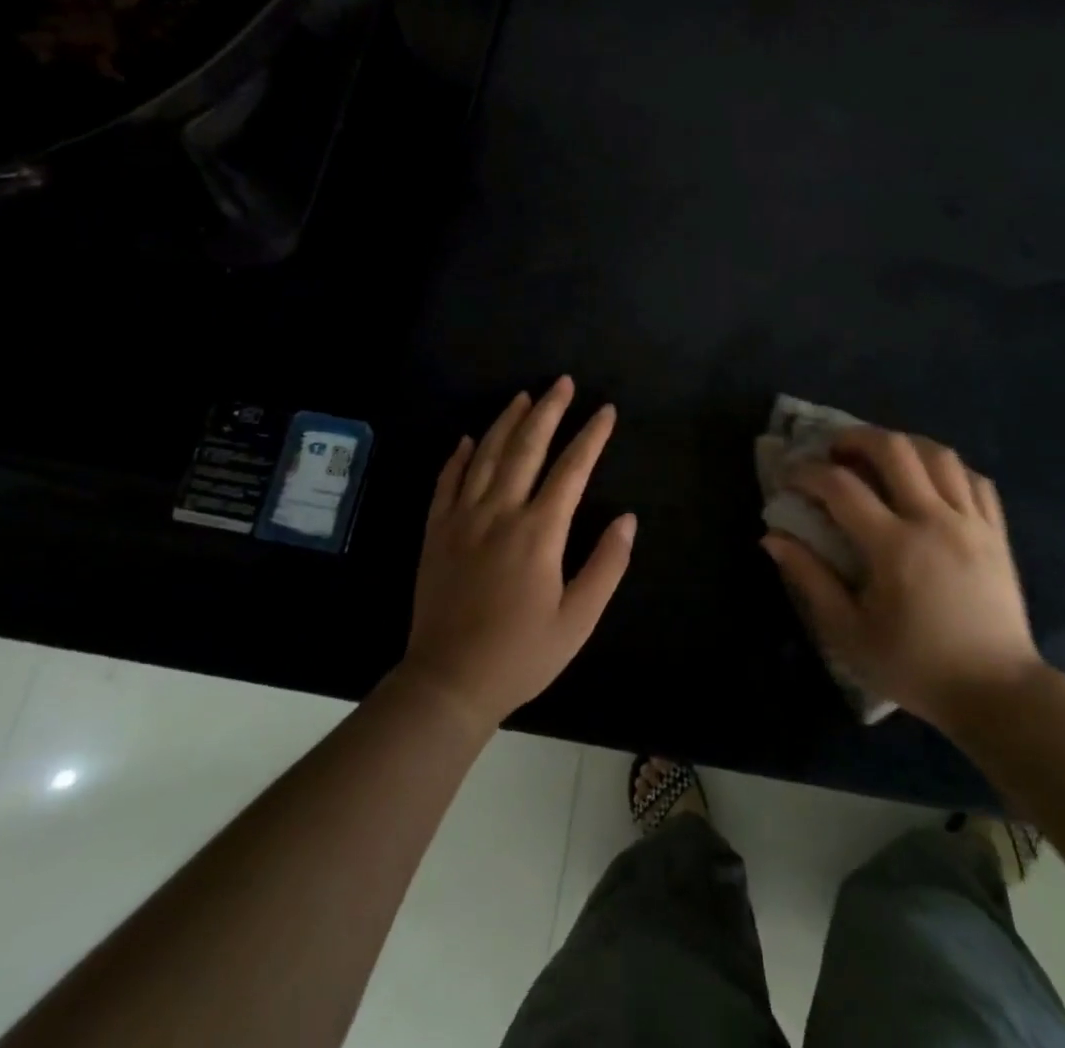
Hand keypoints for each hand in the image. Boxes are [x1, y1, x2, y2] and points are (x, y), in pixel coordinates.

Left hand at [400, 377, 635, 732]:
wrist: (448, 682)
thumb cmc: (521, 654)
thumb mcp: (578, 620)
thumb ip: (606, 566)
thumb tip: (629, 519)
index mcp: (539, 532)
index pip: (572, 469)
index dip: (592, 436)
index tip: (607, 411)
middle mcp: (500, 513)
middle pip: (527, 447)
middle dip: (549, 411)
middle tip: (563, 382)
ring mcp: (462, 518)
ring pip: (486, 455)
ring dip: (507, 421)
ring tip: (524, 396)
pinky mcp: (435, 531)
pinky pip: (447, 482)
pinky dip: (459, 456)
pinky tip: (469, 438)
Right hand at [762, 427, 1041, 726]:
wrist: (997, 694)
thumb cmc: (915, 667)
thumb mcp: (849, 634)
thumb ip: (810, 579)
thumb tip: (773, 537)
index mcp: (894, 547)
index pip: (841, 487)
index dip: (808, 473)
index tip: (790, 477)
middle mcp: (934, 521)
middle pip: (894, 449)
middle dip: (856, 438)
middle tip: (835, 451)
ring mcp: (972, 523)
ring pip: (938, 454)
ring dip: (902, 444)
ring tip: (880, 457)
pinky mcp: (997, 533)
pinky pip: (975, 478)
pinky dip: (947, 468)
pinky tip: (930, 479)